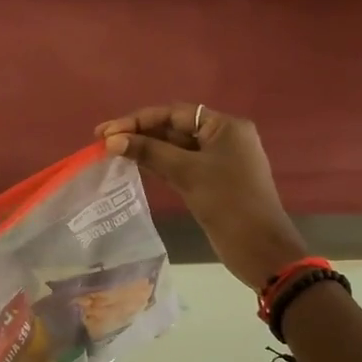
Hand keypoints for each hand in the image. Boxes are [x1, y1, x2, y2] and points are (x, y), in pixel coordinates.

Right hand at [95, 105, 306, 289]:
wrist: (259, 248)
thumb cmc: (227, 202)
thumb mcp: (187, 172)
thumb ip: (149, 152)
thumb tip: (112, 140)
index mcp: (225, 127)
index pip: (175, 113)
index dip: (138, 120)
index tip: (107, 131)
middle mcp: (222, 138)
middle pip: (174, 128)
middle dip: (140, 133)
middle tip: (102, 141)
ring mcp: (217, 161)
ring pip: (175, 148)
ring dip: (145, 149)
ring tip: (111, 152)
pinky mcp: (211, 182)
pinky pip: (179, 165)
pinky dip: (157, 164)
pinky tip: (133, 165)